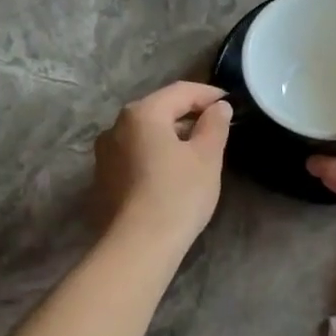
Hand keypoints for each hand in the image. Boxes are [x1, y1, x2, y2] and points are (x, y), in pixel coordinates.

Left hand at [95, 82, 232, 250]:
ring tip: (197, 151)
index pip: (181, 91)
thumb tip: (218, 108)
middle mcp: (117, 126)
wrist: (139, 244)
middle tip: (217, 127)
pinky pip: (136, 154)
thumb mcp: (207, 156)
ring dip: (172, 135)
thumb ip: (215, 125)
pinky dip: (156, 154)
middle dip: (189, 114)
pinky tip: (173, 172)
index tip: (231, 103)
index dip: (209, 94)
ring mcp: (106, 153)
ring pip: (146, 133)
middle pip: (159, 110)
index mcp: (142, 113)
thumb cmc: (178, 193)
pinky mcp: (104, 178)